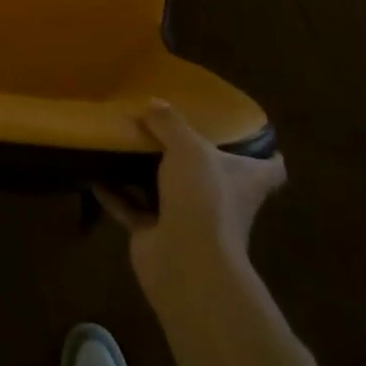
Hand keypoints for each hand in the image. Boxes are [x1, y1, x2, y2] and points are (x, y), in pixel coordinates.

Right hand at [96, 101, 286, 296]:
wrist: (185, 261)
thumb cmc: (203, 197)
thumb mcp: (188, 147)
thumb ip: (170, 123)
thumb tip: (153, 103)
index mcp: (244, 180)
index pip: (271, 168)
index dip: (266, 153)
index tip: (250, 135)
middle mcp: (222, 201)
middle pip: (215, 177)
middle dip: (195, 158)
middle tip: (170, 129)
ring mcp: (190, 221)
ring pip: (170, 191)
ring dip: (149, 174)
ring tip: (127, 145)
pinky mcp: (157, 236)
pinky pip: (133, 209)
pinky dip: (115, 194)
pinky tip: (95, 175)